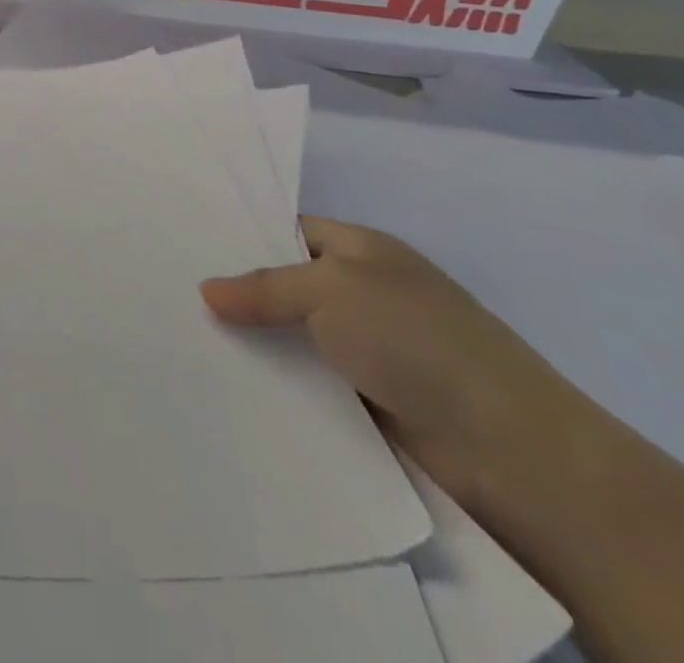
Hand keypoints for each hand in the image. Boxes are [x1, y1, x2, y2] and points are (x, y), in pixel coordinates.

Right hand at [201, 217, 602, 523]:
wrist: (514, 453)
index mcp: (362, 250)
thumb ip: (265, 287)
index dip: (241, 235)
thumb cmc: (419, 341)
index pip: (287, 230)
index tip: (184, 246)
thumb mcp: (331, 289)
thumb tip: (206, 292)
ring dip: (252, 344)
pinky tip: (226, 385)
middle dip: (236, 293)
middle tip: (170, 296)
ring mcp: (367, 351)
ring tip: (181, 341)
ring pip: (291, 338)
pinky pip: (306, 384)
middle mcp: (363, 294)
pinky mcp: (367, 405)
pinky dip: (275, 386)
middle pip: (284, 285)